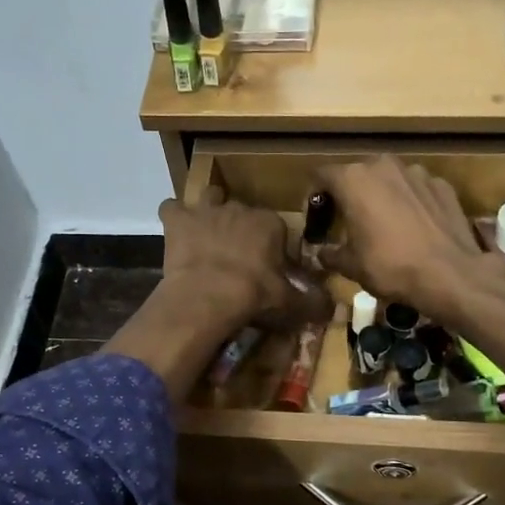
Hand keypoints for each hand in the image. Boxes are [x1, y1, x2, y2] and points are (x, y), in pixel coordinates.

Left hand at [160, 191, 329, 332]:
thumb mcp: (289, 302)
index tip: (267, 267)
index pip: (276, 228)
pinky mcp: (178, 219)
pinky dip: (175, 217)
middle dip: (241, 228)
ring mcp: (206, 210)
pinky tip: (177, 232)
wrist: (207, 296)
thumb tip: (333, 307)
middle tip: (237, 257)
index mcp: (270, 223)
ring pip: (210, 197)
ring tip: (208, 234)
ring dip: (209, 211)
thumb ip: (312, 302)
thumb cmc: (253, 296)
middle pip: (243, 212)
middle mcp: (239, 208)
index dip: (271, 246)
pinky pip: (172, 208)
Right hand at [315, 157, 491, 319]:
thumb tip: (321, 253)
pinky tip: (413, 227)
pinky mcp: (442, 184)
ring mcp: (417, 172)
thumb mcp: (350, 265)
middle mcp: (383, 166)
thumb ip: (330, 253)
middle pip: (357, 174)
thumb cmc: (390, 266)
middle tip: (348, 222)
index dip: (315, 197)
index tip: (317, 219)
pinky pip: (416, 189)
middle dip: (349, 194)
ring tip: (383, 224)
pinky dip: (409, 202)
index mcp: (353, 180)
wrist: (450, 273)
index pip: (321, 176)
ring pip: (389, 179)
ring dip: (381, 196)